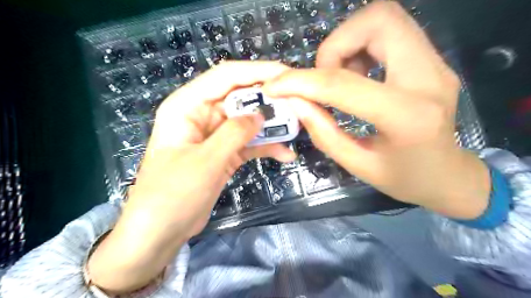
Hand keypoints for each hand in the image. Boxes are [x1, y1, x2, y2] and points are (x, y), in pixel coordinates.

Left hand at [88, 61, 293, 292]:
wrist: (160, 232)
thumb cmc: (173, 194)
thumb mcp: (206, 160)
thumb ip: (235, 133)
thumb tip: (261, 115)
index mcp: (187, 106)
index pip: (226, 77)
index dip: (257, 72)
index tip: (286, 74)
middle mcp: (201, 115)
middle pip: (240, 98)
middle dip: (268, 100)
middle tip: (298, 104)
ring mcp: (214, 136)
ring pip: (247, 122)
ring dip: (271, 126)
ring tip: (297, 128)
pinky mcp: (223, 153)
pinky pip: (248, 143)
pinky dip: (266, 147)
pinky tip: (285, 154)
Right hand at [261, 1, 488, 218]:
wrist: (450, 175)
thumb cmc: (406, 179)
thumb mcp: (358, 165)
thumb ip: (324, 133)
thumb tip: (296, 102)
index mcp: (407, 116)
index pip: (343, 84)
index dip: (301, 81)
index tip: (276, 86)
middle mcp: (428, 78)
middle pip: (377, 20)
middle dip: (335, 45)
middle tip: (323, 77)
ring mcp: (436, 64)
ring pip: (385, 18)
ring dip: (348, 43)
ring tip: (340, 78)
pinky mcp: (432, 61)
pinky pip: (391, 33)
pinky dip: (362, 47)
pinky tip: (357, 76)